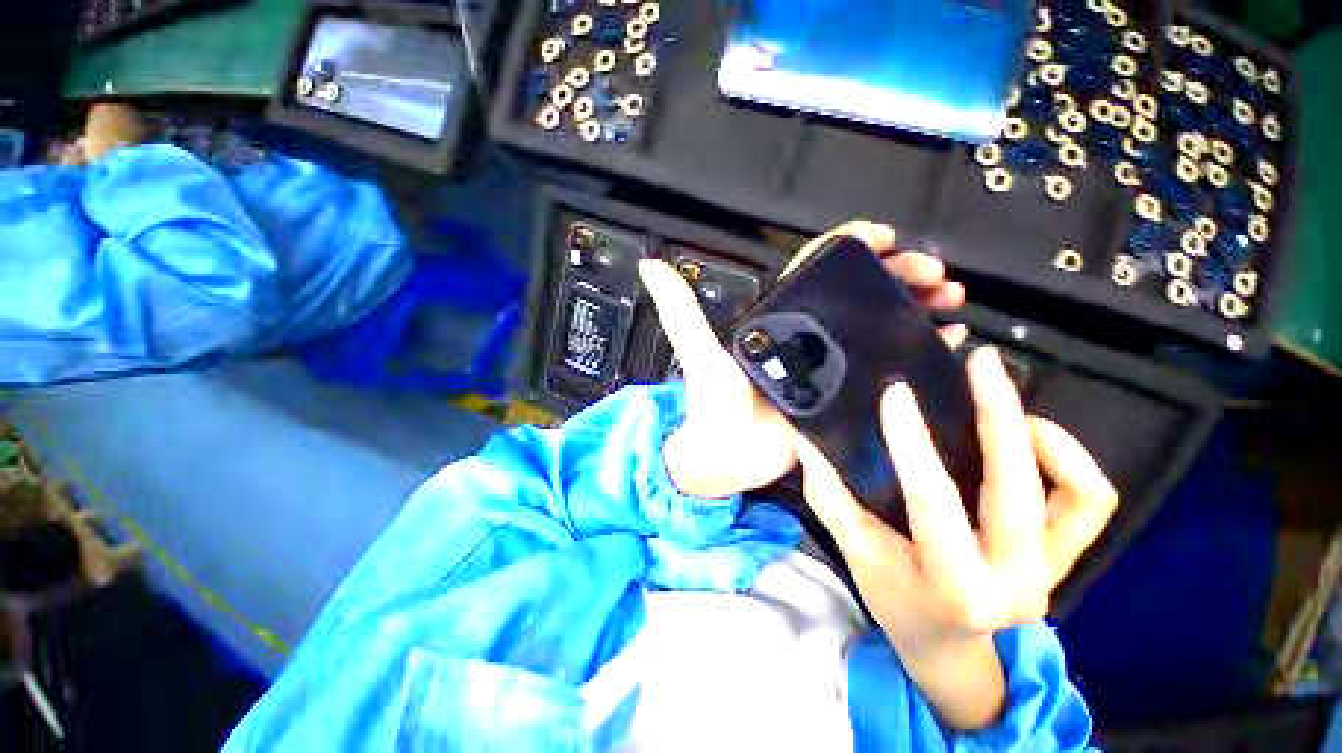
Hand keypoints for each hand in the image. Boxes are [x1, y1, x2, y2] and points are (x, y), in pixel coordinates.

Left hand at [638, 220, 965, 498]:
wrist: (722, 459)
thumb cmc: (709, 404)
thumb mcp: (697, 350)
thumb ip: (679, 309)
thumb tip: (649, 265)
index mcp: (779, 321)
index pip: (817, 269)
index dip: (851, 247)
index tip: (884, 235)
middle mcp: (807, 338)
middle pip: (858, 293)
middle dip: (898, 275)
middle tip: (933, 272)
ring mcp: (829, 368)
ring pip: (877, 325)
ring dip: (913, 307)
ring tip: (949, 299)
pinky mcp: (843, 397)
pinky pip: (883, 367)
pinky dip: (914, 350)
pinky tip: (944, 341)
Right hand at [794, 347, 1118, 729]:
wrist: (947, 648)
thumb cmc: (894, 599)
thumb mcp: (855, 552)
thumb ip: (829, 494)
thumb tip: (806, 442)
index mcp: (952, 584)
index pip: (933, 501)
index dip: (912, 441)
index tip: (896, 393)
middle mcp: (1013, 581)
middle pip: (1017, 487)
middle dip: (999, 413)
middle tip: (980, 363)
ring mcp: (1048, 571)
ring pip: (1078, 494)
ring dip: (1044, 437)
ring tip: (1005, 403)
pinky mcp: (1063, 559)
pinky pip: (1088, 501)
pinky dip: (1066, 459)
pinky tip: (1028, 438)